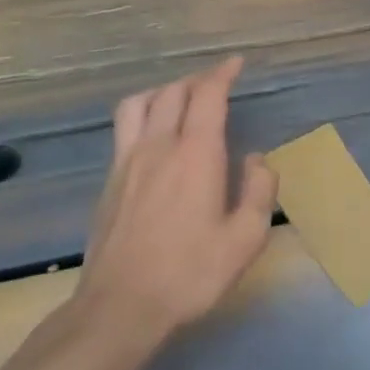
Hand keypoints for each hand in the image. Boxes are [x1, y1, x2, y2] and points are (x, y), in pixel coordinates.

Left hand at [78, 57, 277, 366]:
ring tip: (181, 99)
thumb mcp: (245, 238)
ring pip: (140, 103)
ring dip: (164, 91)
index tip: (236, 63)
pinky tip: (154, 135)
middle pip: (173, 92)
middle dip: (197, 80)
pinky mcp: (110, 181)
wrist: (121, 306)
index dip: (223, 74)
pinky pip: (124, 128)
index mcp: (196, 155)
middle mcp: (158, 147)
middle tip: (217, 83)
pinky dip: (143, 113)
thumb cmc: (191, 273)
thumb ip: (259, 191)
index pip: (207, 96)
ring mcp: (127, 162)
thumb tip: (256, 159)